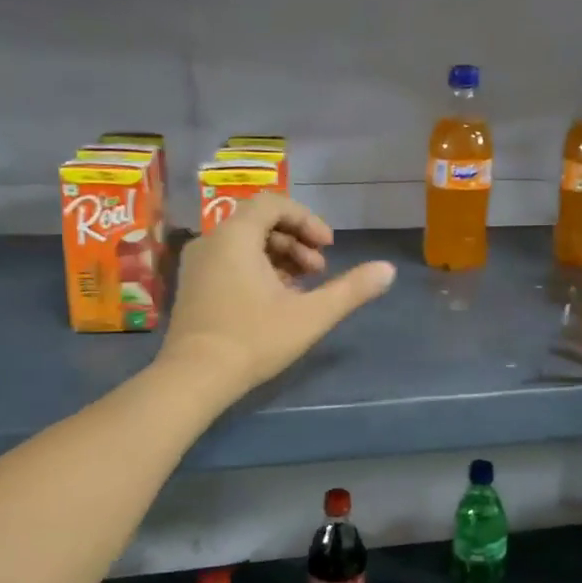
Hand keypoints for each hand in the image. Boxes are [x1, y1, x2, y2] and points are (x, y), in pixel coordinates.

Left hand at [160, 194, 394, 395]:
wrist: (194, 378)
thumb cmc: (254, 339)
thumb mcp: (311, 315)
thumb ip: (351, 289)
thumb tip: (388, 270)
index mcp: (235, 236)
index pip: (274, 203)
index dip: (307, 220)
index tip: (329, 247)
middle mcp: (211, 240)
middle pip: (260, 222)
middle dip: (296, 241)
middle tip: (319, 271)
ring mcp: (197, 264)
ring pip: (245, 243)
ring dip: (279, 257)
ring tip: (302, 288)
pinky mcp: (193, 285)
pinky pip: (230, 261)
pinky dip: (257, 269)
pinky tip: (276, 300)